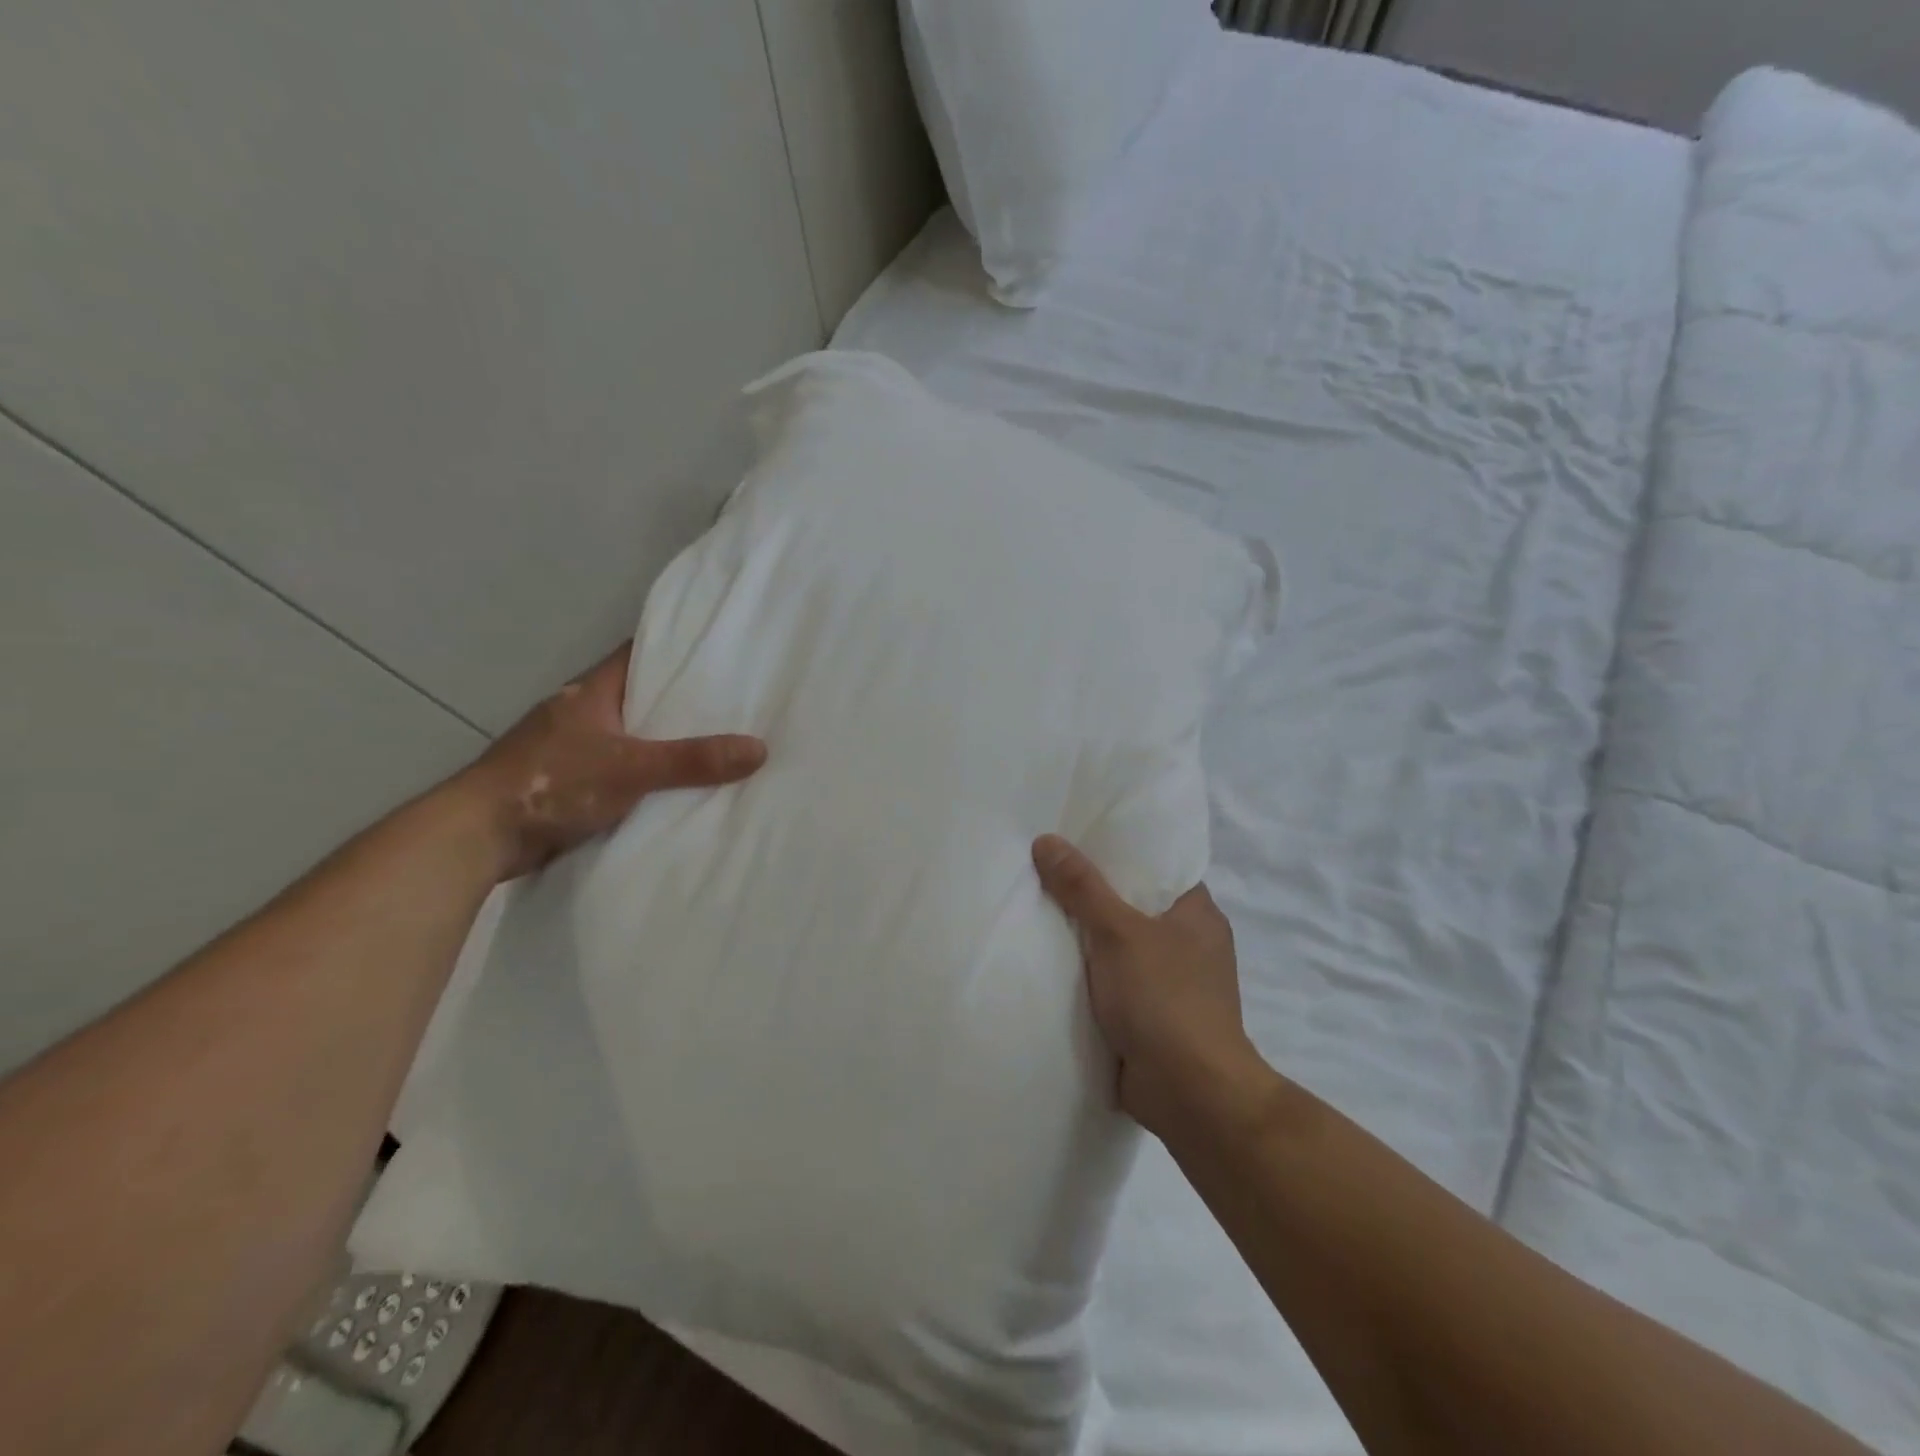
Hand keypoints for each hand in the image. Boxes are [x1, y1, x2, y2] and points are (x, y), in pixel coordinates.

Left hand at [461, 642, 765, 879]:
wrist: (478, 836)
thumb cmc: (551, 783)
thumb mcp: (631, 768)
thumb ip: (692, 760)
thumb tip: (759, 749)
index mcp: (591, 692)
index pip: (638, 654)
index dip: (676, 651)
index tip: (719, 656)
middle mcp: (580, 713)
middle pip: (639, 697)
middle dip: (680, 703)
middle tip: (732, 707)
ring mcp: (570, 750)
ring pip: (629, 737)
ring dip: (662, 743)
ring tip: (715, 747)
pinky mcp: (566, 784)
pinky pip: (618, 771)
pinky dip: (644, 776)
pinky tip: (674, 788)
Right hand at [1032, 834, 1268, 1139]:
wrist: (1189, 1094)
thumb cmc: (1164, 999)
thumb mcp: (1118, 932)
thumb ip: (1082, 886)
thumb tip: (1046, 840)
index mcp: (1196, 912)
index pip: (1155, 864)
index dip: (1117, 848)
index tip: (1074, 835)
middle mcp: (1188, 941)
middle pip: (1131, 902)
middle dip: (1090, 891)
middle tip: (1042, 867)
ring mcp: (1170, 981)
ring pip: (1118, 943)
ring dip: (1084, 936)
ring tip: (1035, 906)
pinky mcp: (1151, 1015)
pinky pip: (1111, 980)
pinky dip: (1086, 973)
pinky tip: (1048, 959)